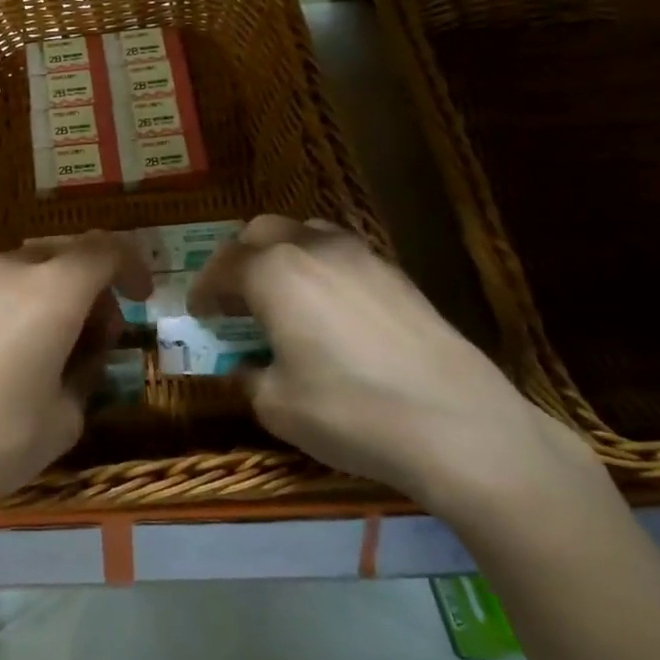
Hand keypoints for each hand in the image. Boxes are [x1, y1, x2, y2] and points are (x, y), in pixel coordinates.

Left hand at [0, 233, 151, 524]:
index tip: (142, 299)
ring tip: (58, 347)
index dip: (132, 267)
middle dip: (95, 286)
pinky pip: (3, 283)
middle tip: (101, 338)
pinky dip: (26, 300)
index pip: (105, 249)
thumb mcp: (65, 418)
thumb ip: (87, 372)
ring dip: (59, 293)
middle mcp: (13, 269)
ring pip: (34, 267)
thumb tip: (83, 354)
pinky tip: (18, 349)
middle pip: (69, 254)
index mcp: (53, 289)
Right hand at [189, 216, 596, 513]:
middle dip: (239, 259)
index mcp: (274, 273)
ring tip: (283, 296)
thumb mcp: (277, 405)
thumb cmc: (351, 413)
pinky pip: (342, 253)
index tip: (199, 313)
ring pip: (306, 233)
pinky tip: (330, 310)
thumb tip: (246, 367)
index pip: (222, 267)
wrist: (460, 427)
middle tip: (235, 297)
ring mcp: (361, 256)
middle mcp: (313, 249)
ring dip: (282, 255)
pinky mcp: (397, 274)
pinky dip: (321, 268)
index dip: (204, 290)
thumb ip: (249, 376)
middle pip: (261, 232)